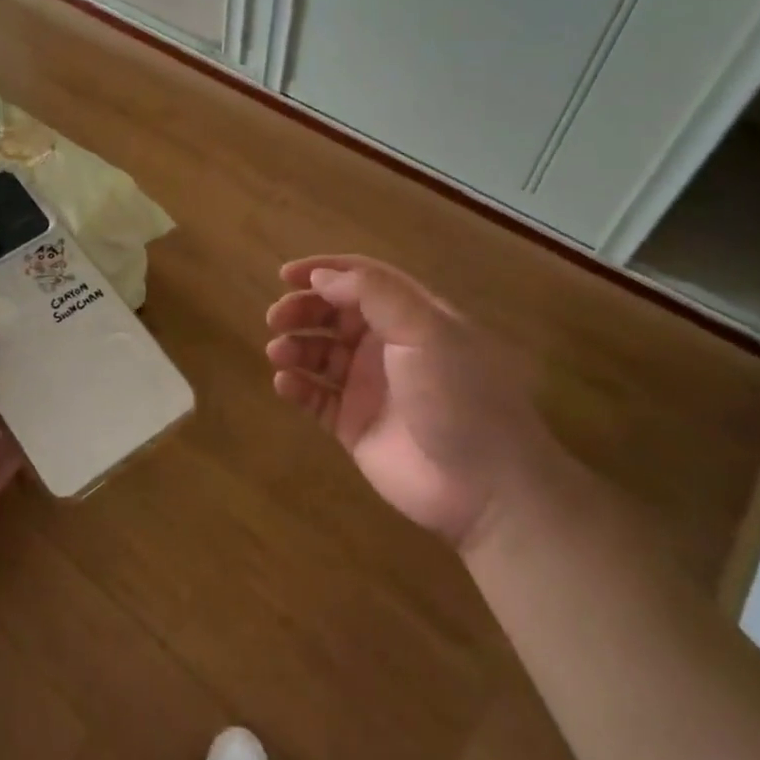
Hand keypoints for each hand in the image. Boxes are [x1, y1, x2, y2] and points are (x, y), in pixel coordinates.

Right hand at [265, 255, 557, 547]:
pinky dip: (297, 386)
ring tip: (279, 353)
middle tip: (275, 319)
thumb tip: (321, 277)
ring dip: (296, 347)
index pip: (363, 280)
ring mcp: (370, 387)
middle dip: (303, 310)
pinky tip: (285, 384)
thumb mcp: (425, 331)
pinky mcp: (355, 425)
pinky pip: (316, 398)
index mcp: (413, 317)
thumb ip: (373, 295)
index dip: (325, 271)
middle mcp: (389, 346)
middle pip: (335, 315)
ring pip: (321, 355)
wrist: (484, 487)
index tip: (285, 274)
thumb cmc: (459, 396)